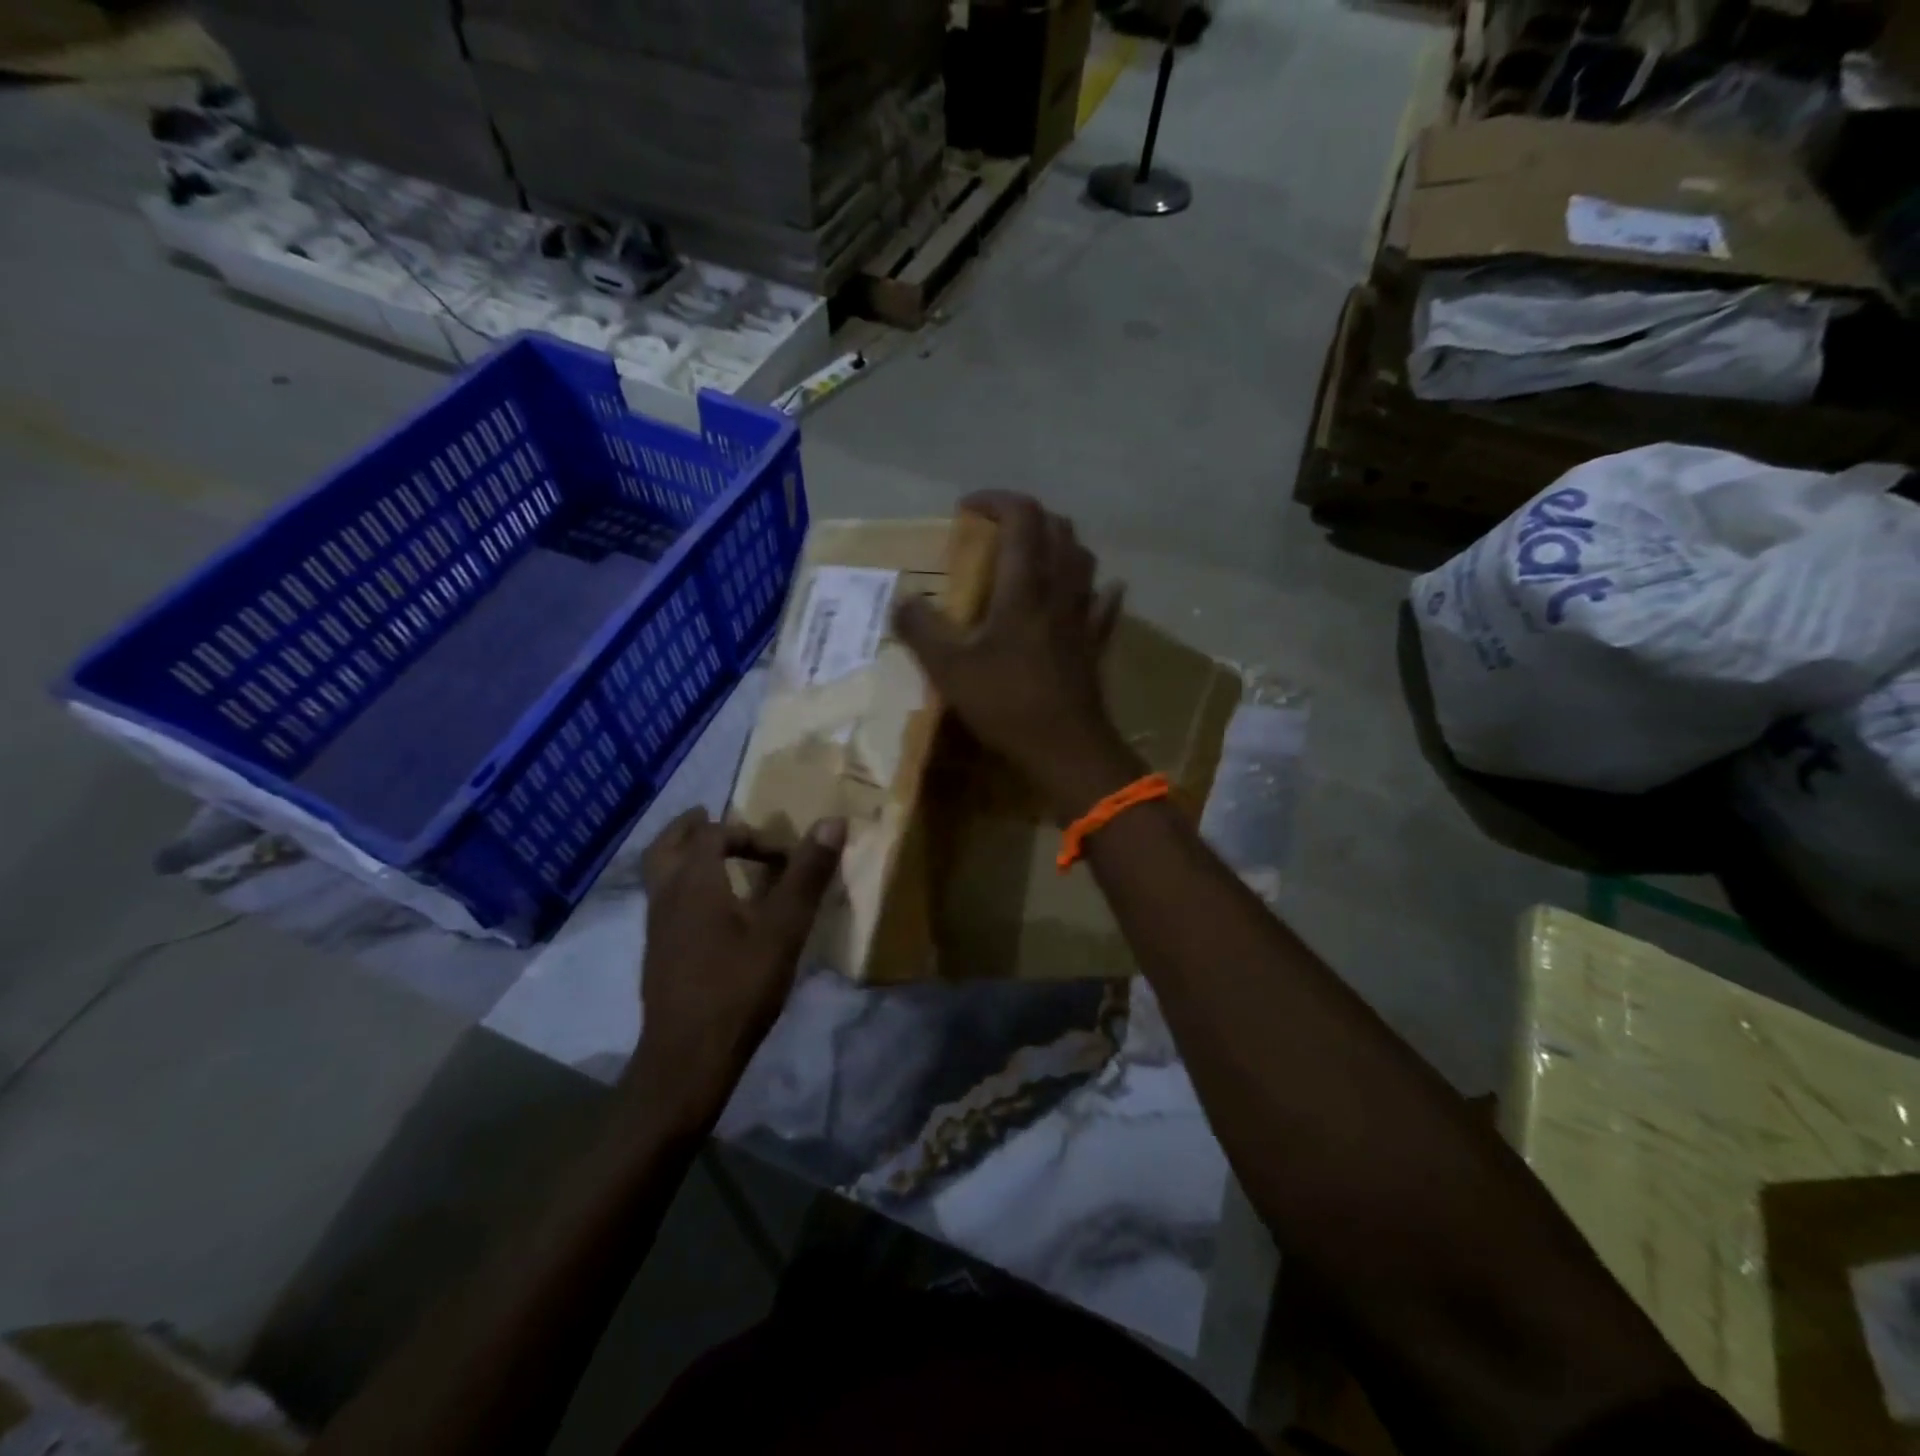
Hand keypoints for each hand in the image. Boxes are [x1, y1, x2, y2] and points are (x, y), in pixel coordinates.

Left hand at [624, 808, 844, 1122]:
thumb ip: (806, 875)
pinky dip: (682, 886)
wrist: (687, 1060)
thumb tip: (832, 821)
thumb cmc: (738, 988)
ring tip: (713, 859)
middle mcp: (667, 897)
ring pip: (660, 875)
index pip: (713, 834)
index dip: (749, 834)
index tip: (782, 856)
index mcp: (694, 883)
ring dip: (683, 856)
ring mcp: (656, 928)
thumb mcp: (783, 930)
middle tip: (712, 818)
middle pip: (667, 846)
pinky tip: (709, 910)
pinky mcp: (658, 954)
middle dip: (691, 828)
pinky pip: (664, 901)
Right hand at [891, 491, 1141, 820]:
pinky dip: (1097, 590)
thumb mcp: (949, 669)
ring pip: (1083, 560)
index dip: (996, 500)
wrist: (1067, 749)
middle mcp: (1060, 590)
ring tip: (1034, 557)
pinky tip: (1097, 592)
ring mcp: (1084, 617)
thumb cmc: (1007, 704)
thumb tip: (902, 600)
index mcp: (1025, 586)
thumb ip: (921, 629)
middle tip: (997, 531)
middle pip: (1058, 529)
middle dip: (1028, 517)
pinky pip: (1104, 605)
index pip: (1022, 517)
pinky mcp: (1096, 644)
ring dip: (1059, 545)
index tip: (967, 509)